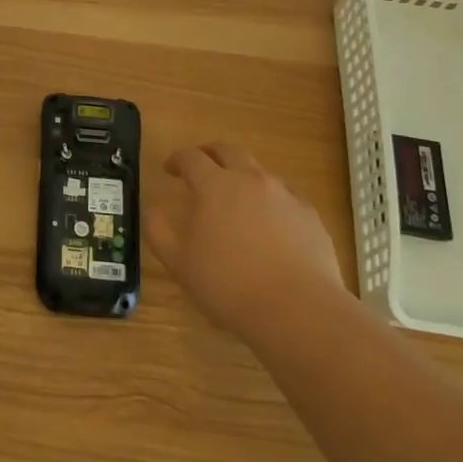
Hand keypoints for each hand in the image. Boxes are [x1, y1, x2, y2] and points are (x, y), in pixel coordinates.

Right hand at [145, 142, 349, 339]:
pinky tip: (270, 222)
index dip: (177, 159)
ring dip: (242, 175)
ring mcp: (285, 195)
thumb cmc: (230, 285)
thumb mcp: (179, 263)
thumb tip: (152, 210)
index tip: (170, 169)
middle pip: (228, 150)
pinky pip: (286, 196)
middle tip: (200, 164)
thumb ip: (159, 231)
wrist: (299, 310)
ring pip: (259, 171)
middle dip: (210, 152)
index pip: (191, 158)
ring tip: (235, 197)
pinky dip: (271, 199)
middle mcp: (250, 180)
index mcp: (215, 186)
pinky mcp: (310, 216)